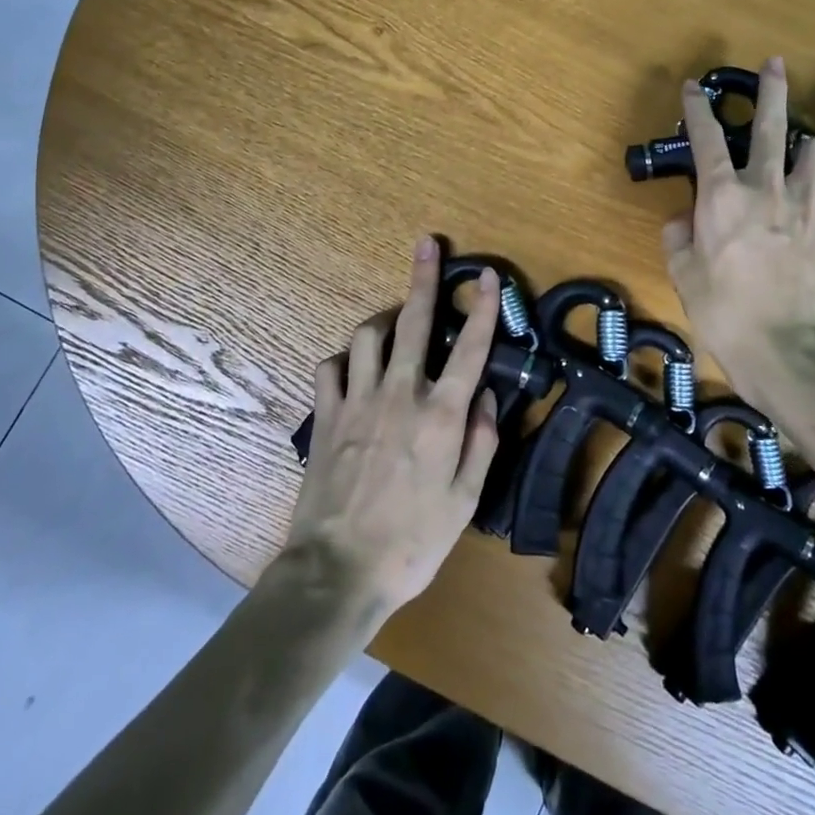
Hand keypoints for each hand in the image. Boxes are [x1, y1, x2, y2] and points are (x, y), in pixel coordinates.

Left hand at [282, 236, 500, 621]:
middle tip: (425, 244)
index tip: (487, 276)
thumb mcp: (465, 501)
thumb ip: (481, 442)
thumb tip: (487, 396)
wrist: (338, 570)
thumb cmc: (412, 542)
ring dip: (382, 320)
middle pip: (414, 322)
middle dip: (423, 278)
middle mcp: (400, 395)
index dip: (484, 308)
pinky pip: (331, 367)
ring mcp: (358, 401)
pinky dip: (344, 359)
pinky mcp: (327, 415)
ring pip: (367, 335)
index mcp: (441, 416)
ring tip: (393, 320)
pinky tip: (352, 367)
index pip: (471, 349)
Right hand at [662, 57, 814, 371]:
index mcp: (721, 196)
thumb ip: (678, 238)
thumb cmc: (722, 312)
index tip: (694, 87)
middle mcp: (767, 188)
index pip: (706, 137)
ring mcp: (809, 205)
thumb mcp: (682, 275)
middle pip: (773, 124)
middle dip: (772, 89)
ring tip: (805, 153)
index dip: (697, 107)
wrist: (784, 350)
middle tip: (774, 65)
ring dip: (811, 147)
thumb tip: (682, 220)